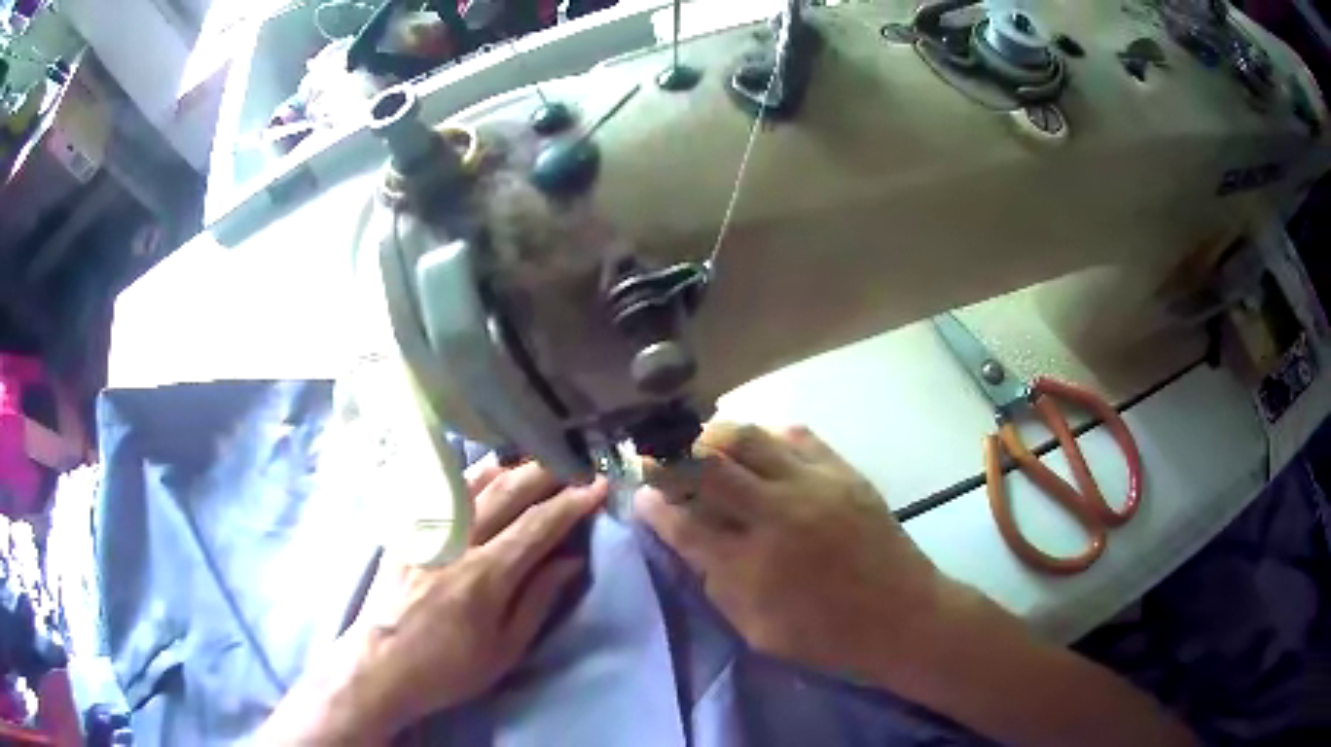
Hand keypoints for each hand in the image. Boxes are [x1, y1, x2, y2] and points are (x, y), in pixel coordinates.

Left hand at [260, 457, 604, 743]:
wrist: (381, 664)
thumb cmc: (449, 668)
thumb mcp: (505, 649)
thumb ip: (538, 599)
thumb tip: (571, 560)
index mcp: (486, 575)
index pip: (538, 525)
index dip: (572, 503)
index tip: (599, 486)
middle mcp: (456, 541)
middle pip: (506, 492)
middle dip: (545, 473)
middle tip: (573, 463)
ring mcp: (426, 530)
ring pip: (472, 482)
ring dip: (508, 465)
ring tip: (534, 457)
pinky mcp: (406, 530)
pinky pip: (440, 490)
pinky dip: (468, 474)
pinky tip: (482, 470)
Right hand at [636, 423, 943, 679]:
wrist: (902, 617)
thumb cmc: (826, 636)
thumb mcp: (756, 630)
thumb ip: (717, 584)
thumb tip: (689, 542)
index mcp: (750, 564)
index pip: (683, 522)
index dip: (654, 504)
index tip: (640, 494)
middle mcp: (775, 514)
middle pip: (706, 465)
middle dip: (671, 457)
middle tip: (659, 457)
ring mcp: (812, 485)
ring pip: (747, 437)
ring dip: (714, 436)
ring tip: (702, 444)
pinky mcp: (843, 472)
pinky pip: (797, 435)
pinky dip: (767, 437)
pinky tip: (759, 449)